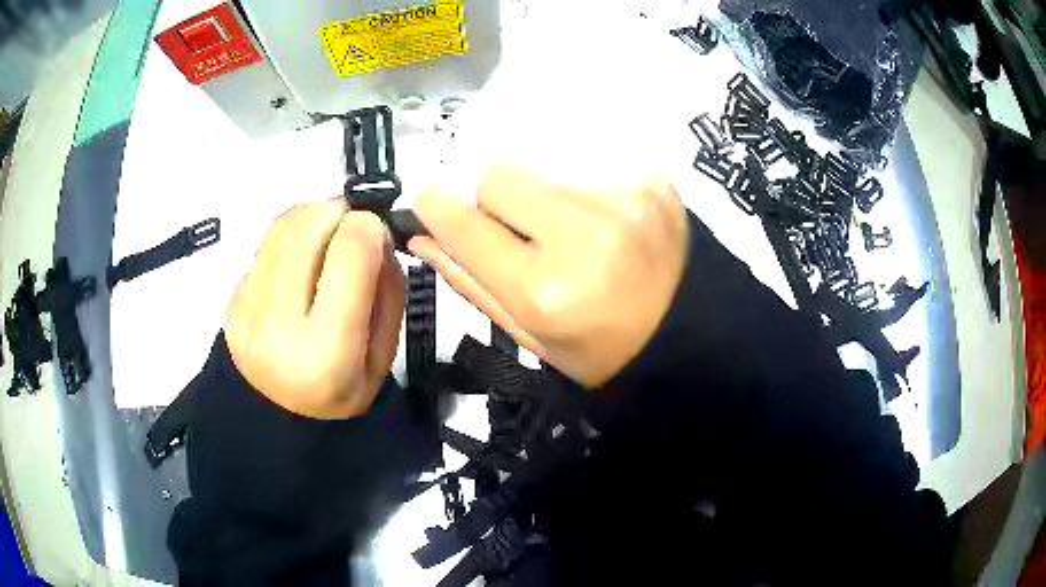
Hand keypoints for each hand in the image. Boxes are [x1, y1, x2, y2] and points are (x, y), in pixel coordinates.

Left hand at [225, 199, 403, 419]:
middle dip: (341, 214)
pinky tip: (303, 256)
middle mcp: (276, 324)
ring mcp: (246, 307)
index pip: (350, 251)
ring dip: (316, 217)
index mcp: (326, 352)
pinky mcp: (232, 295)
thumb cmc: (338, 395)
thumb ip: (388, 291)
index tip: (379, 240)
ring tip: (329, 239)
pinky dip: (293, 233)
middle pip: (310, 224)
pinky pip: (267, 239)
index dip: (371, 229)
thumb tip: (375, 234)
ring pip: (285, 223)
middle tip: (354, 232)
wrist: (275, 417)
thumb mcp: (383, 359)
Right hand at [410, 165, 689, 386]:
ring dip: (542, 199)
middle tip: (522, 234)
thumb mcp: (532, 339)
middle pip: (498, 176)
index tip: (428, 201)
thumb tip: (422, 236)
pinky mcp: (652, 184)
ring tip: (575, 236)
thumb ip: (472, 283)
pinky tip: (609, 226)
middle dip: (496, 203)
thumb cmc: (603, 353)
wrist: (691, 338)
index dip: (437, 208)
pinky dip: (586, 196)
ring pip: (542, 171)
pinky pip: (589, 170)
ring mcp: (623, 202)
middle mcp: (581, 235)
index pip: (466, 226)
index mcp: (545, 291)